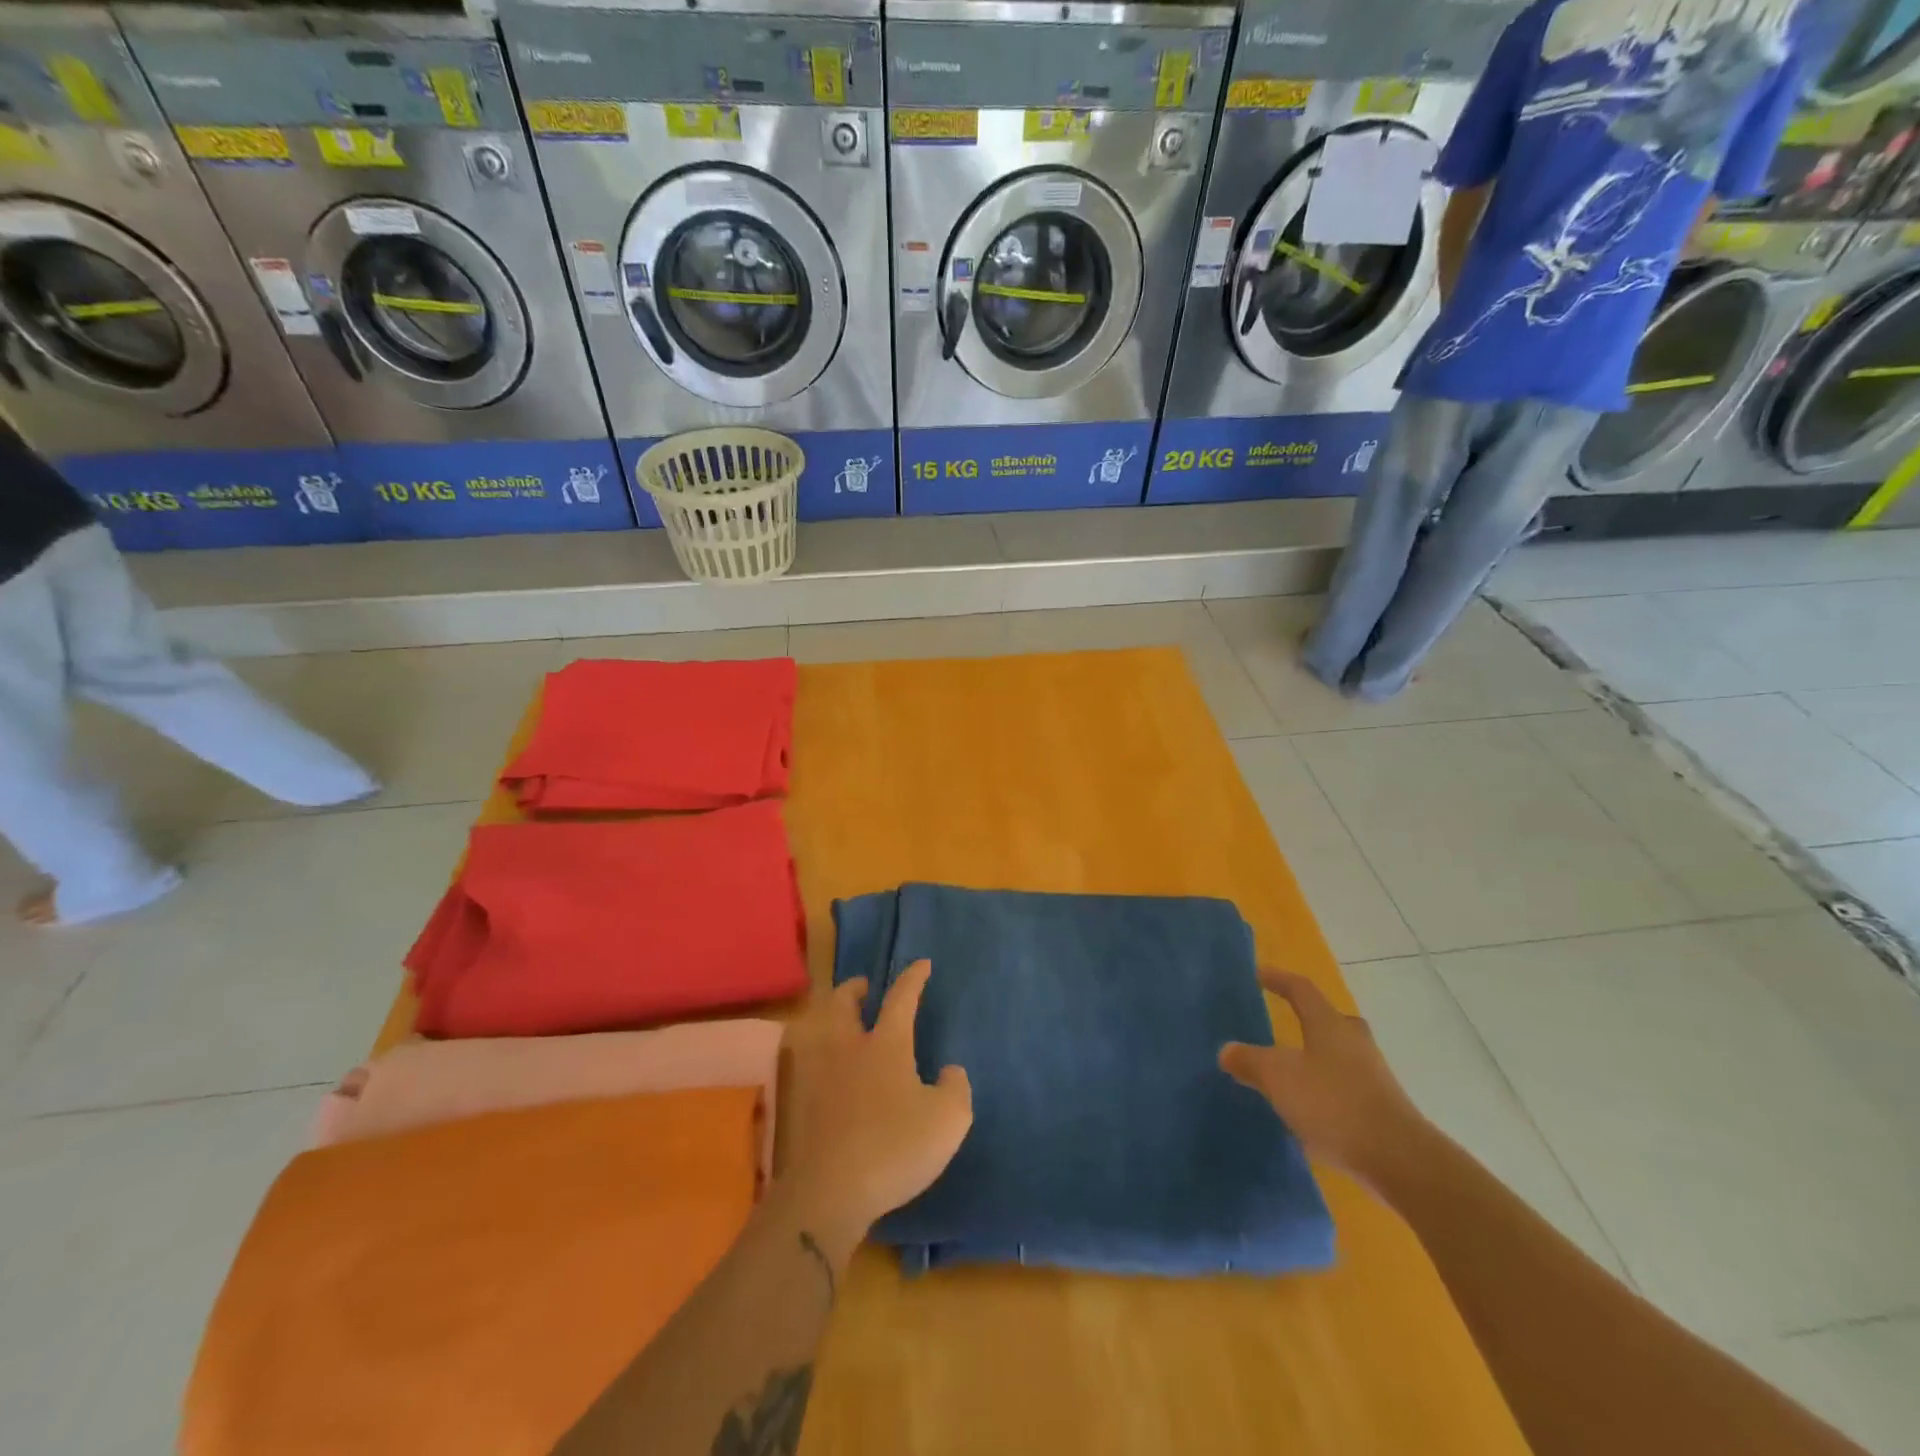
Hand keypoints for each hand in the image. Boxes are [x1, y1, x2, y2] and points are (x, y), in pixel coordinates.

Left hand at [778, 961, 972, 1253]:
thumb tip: (950, 1071)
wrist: (830, 1191)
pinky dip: (817, 1056)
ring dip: (830, 1018)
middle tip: (864, 988)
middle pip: (842, 1003)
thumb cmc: (895, 1147)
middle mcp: (848, 1049)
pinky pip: (808, 1065)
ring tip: (842, 1024)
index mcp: (886, 1044)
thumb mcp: (948, 1119)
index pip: (901, 998)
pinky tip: (827, 1072)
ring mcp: (819, 1075)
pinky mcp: (800, 1105)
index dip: (913, 978)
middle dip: (853, 989)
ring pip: (818, 1029)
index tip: (922, 964)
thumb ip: (956, 1088)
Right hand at [1219, 968, 1429, 1192]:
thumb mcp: (1278, 1078)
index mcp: (1329, 1024)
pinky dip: (1324, 1085)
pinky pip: (1344, 1083)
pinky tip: (1308, 1105)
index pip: (1301, 988)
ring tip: (1288, 1068)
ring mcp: (1372, 1074)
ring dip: (1314, 1055)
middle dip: (1305, 1017)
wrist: (1400, 1160)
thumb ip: (1249, 1061)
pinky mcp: (1381, 1105)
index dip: (1278, 978)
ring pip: (1337, 1052)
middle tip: (1281, 1021)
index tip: (1258, 974)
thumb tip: (1227, 1050)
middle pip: (1327, 1018)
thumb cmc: (1334, 1104)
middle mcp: (1353, 1041)